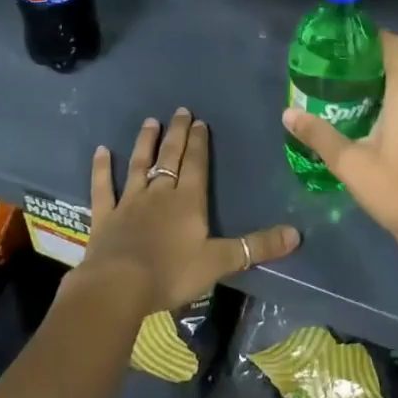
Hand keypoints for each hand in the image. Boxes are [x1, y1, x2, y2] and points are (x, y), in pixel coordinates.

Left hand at [77, 108, 300, 315]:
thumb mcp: (220, 262)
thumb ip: (256, 247)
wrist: (119, 286)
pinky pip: (103, 187)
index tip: (200, 121)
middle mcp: (159, 193)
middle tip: (180, 111)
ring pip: (139, 165)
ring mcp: (129, 202)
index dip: (200, 143)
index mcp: (188, 201)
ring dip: (145, 143)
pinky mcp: (105, 216)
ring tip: (150, 122)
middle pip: (170, 157)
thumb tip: (296, 234)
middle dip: (177, 134)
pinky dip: (102, 168)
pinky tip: (101, 151)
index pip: (196, 165)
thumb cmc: (172, 273)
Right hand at [283, 30, 397, 257]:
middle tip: (349, 82)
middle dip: (379, 71)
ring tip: (366, 109)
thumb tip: (288, 114)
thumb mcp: (350, 163)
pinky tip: (392, 136)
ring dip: (395, 95)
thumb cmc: (396, 190)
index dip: (376, 38)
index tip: (353, 45)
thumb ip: (319, 135)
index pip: (397, 46)